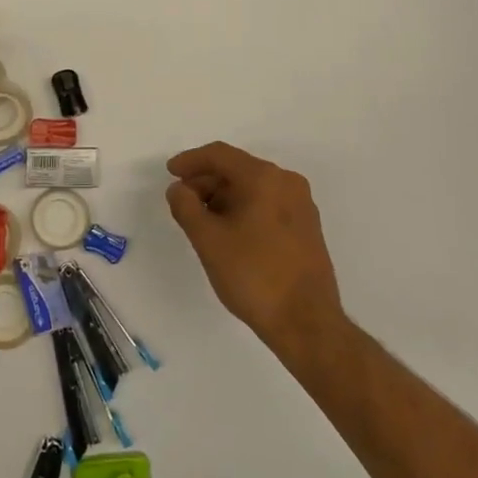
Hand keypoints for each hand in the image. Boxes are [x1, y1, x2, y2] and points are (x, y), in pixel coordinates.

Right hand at [165, 141, 345, 352]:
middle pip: (238, 169)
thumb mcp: (208, 240)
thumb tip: (179, 189)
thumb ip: (186, 207)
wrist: (306, 322)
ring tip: (202, 221)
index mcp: (264, 178)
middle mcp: (287, 182)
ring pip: (253, 187)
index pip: (220, 155)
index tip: (170, 173)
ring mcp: (301, 205)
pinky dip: (243, 208)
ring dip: (223, 196)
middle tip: (182, 202)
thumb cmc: (253, 275)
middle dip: (206, 181)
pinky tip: (229, 232)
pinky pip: (267, 203)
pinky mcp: (307, 227)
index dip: (190, 161)